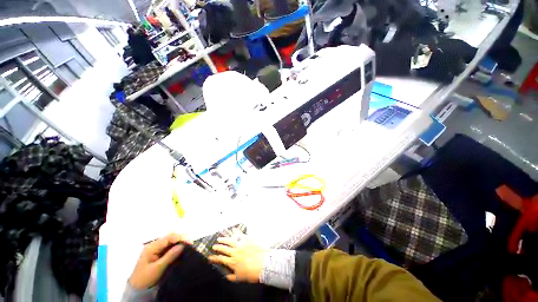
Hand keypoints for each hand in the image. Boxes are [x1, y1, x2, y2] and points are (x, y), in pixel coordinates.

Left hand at [129, 233, 190, 289]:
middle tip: (190, 244)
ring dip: (179, 243)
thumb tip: (183, 245)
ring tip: (188, 247)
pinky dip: (176, 248)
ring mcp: (156, 249)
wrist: (136, 289)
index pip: (169, 237)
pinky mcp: (158, 254)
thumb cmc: (145, 278)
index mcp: (152, 247)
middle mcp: (154, 245)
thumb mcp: (158, 268)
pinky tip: (182, 251)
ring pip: (171, 242)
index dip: (180, 237)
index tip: (190, 242)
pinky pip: (169, 248)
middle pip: (170, 238)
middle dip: (181, 239)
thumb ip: (170, 256)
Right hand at [208, 233, 267, 282]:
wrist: (263, 264)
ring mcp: (241, 245)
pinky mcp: (247, 240)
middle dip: (218, 247)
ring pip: (230, 241)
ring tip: (220, 238)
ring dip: (224, 239)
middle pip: (224, 249)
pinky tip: (233, 230)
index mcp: (232, 262)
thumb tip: (226, 276)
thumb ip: (232, 277)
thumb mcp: (240, 278)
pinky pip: (240, 234)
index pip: (221, 259)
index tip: (209, 257)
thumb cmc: (252, 272)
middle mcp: (235, 252)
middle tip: (214, 246)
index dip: (214, 258)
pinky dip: (236, 232)